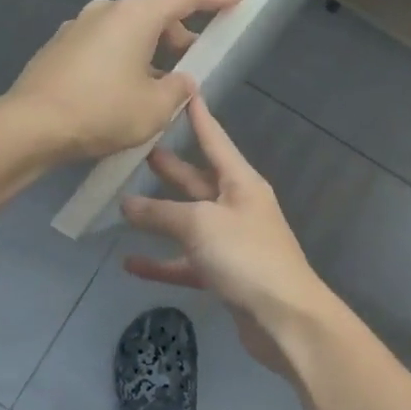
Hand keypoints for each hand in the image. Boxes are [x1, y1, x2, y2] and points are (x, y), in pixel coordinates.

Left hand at [5, 0, 244, 161]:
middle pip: (155, 13)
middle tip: (198, 60)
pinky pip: (104, 46)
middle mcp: (106, 11)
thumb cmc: (101, 112)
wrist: (28, 127)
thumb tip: (181, 81)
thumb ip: (179, 89)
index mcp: (136, 15)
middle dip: (181, 34)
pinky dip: (124, 60)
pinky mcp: (60, 48)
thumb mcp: (155, 108)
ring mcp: (78, 27)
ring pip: (128, 31)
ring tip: (162, 86)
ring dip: (151, 51)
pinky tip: (125, 93)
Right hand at [119, 94, 330, 377]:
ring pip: (190, 222)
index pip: (215, 140)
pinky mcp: (225, 275)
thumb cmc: (246, 256)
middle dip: (172, 166)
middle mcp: (238, 207)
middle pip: (199, 180)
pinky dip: (162, 262)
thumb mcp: (200, 224)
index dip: (199, 117)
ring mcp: (232, 242)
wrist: (285, 318)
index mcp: (241, 183)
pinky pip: (187, 262)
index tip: (186, 91)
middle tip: (139, 148)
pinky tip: (131, 264)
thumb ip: (161, 213)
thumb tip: (127, 204)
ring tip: (125, 203)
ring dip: (161, 215)